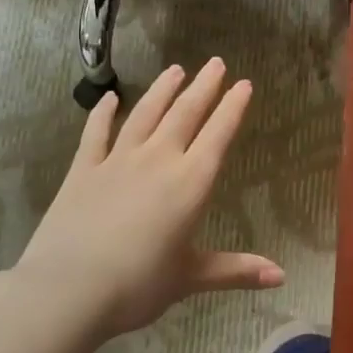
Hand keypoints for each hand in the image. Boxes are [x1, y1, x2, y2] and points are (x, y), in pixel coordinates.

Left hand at [11, 59, 283, 336]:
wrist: (68, 290)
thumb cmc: (138, 285)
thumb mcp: (191, 277)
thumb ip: (236, 270)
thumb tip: (283, 276)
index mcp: (190, 183)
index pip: (218, 134)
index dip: (233, 107)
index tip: (243, 83)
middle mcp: (158, 160)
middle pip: (185, 114)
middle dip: (203, 87)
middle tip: (215, 63)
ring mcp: (118, 160)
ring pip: (145, 114)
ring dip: (163, 90)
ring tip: (176, 69)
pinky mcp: (84, 169)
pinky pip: (96, 133)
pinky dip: (104, 113)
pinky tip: (110, 98)